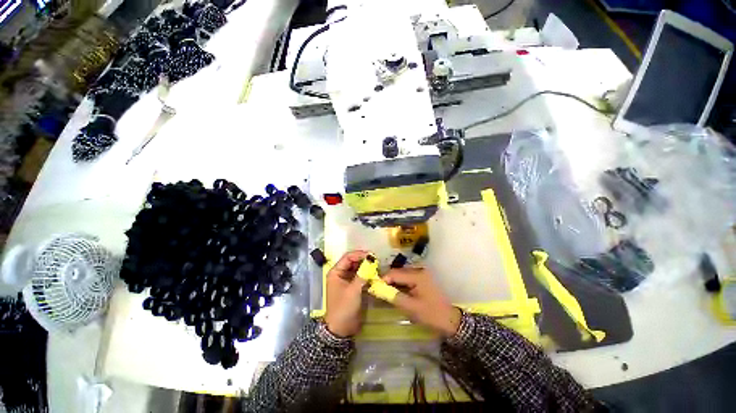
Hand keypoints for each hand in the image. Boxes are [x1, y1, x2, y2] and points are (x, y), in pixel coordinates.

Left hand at [324, 250, 368, 337]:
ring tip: (377, 266)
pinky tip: (374, 274)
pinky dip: (366, 275)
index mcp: (336, 272)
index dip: (359, 254)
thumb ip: (362, 274)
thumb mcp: (353, 290)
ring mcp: (346, 281)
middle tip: (376, 260)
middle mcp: (340, 274)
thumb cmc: (344, 307)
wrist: (341, 329)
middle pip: (352, 262)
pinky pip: (360, 277)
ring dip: (366, 267)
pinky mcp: (352, 287)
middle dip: (364, 260)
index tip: (371, 255)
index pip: (348, 257)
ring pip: (357, 269)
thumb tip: (371, 261)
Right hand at [383, 267, 460, 337]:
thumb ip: (394, 296)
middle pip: (398, 272)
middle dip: (388, 280)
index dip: (383, 279)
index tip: (375, 287)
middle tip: (379, 290)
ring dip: (394, 282)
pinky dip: (400, 284)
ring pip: (402, 275)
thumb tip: (379, 290)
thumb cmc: (431, 314)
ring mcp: (422, 273)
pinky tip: (397, 292)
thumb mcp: (411, 307)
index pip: (395, 273)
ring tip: (386, 292)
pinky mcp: (423, 278)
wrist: (450, 320)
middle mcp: (419, 270)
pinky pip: (407, 278)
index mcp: (417, 275)